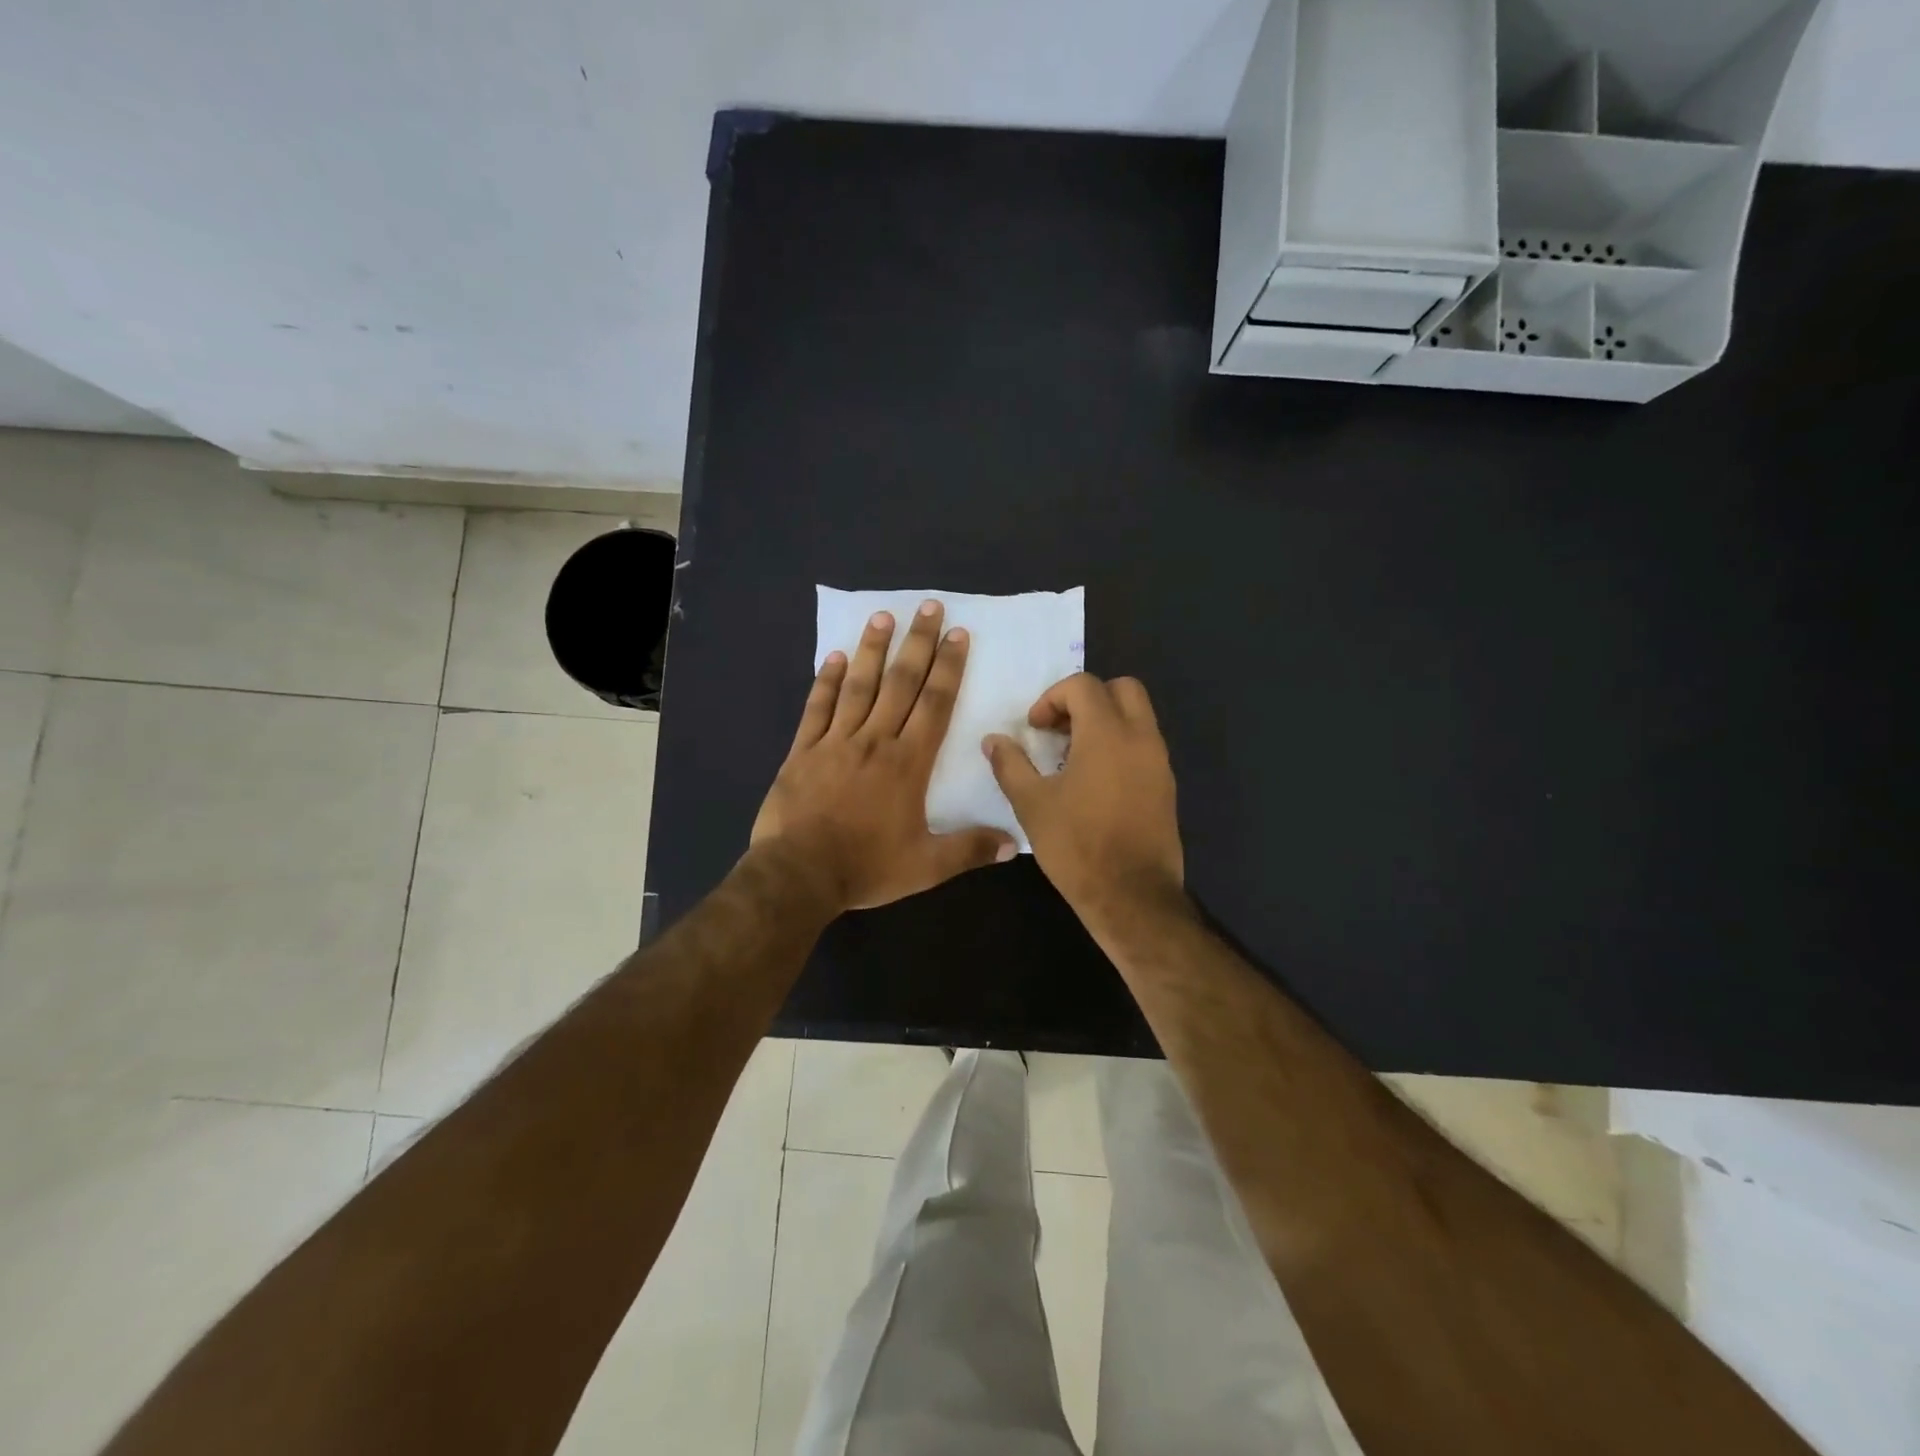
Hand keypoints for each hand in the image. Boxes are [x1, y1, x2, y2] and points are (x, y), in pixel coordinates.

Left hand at [752, 601, 1016, 911]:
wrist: (799, 873)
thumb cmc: (866, 867)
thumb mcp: (926, 866)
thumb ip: (969, 849)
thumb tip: (1012, 842)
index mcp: (907, 762)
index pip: (934, 704)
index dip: (948, 667)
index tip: (958, 635)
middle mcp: (874, 740)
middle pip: (900, 683)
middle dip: (918, 643)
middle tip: (928, 607)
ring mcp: (835, 742)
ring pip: (858, 686)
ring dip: (872, 650)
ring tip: (883, 616)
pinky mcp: (802, 751)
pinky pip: (817, 708)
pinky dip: (826, 681)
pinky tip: (834, 657)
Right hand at [983, 674, 1183, 922]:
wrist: (1132, 896)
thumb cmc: (1077, 846)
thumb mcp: (1032, 804)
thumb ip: (1010, 765)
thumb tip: (993, 740)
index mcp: (1107, 734)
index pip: (1083, 686)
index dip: (1052, 698)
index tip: (1034, 728)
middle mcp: (1141, 738)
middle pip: (1122, 689)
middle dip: (1087, 698)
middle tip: (1060, 729)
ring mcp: (1159, 762)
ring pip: (1138, 716)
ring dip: (1105, 721)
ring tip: (1073, 757)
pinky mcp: (1166, 786)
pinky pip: (1144, 745)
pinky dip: (1120, 745)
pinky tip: (1095, 782)